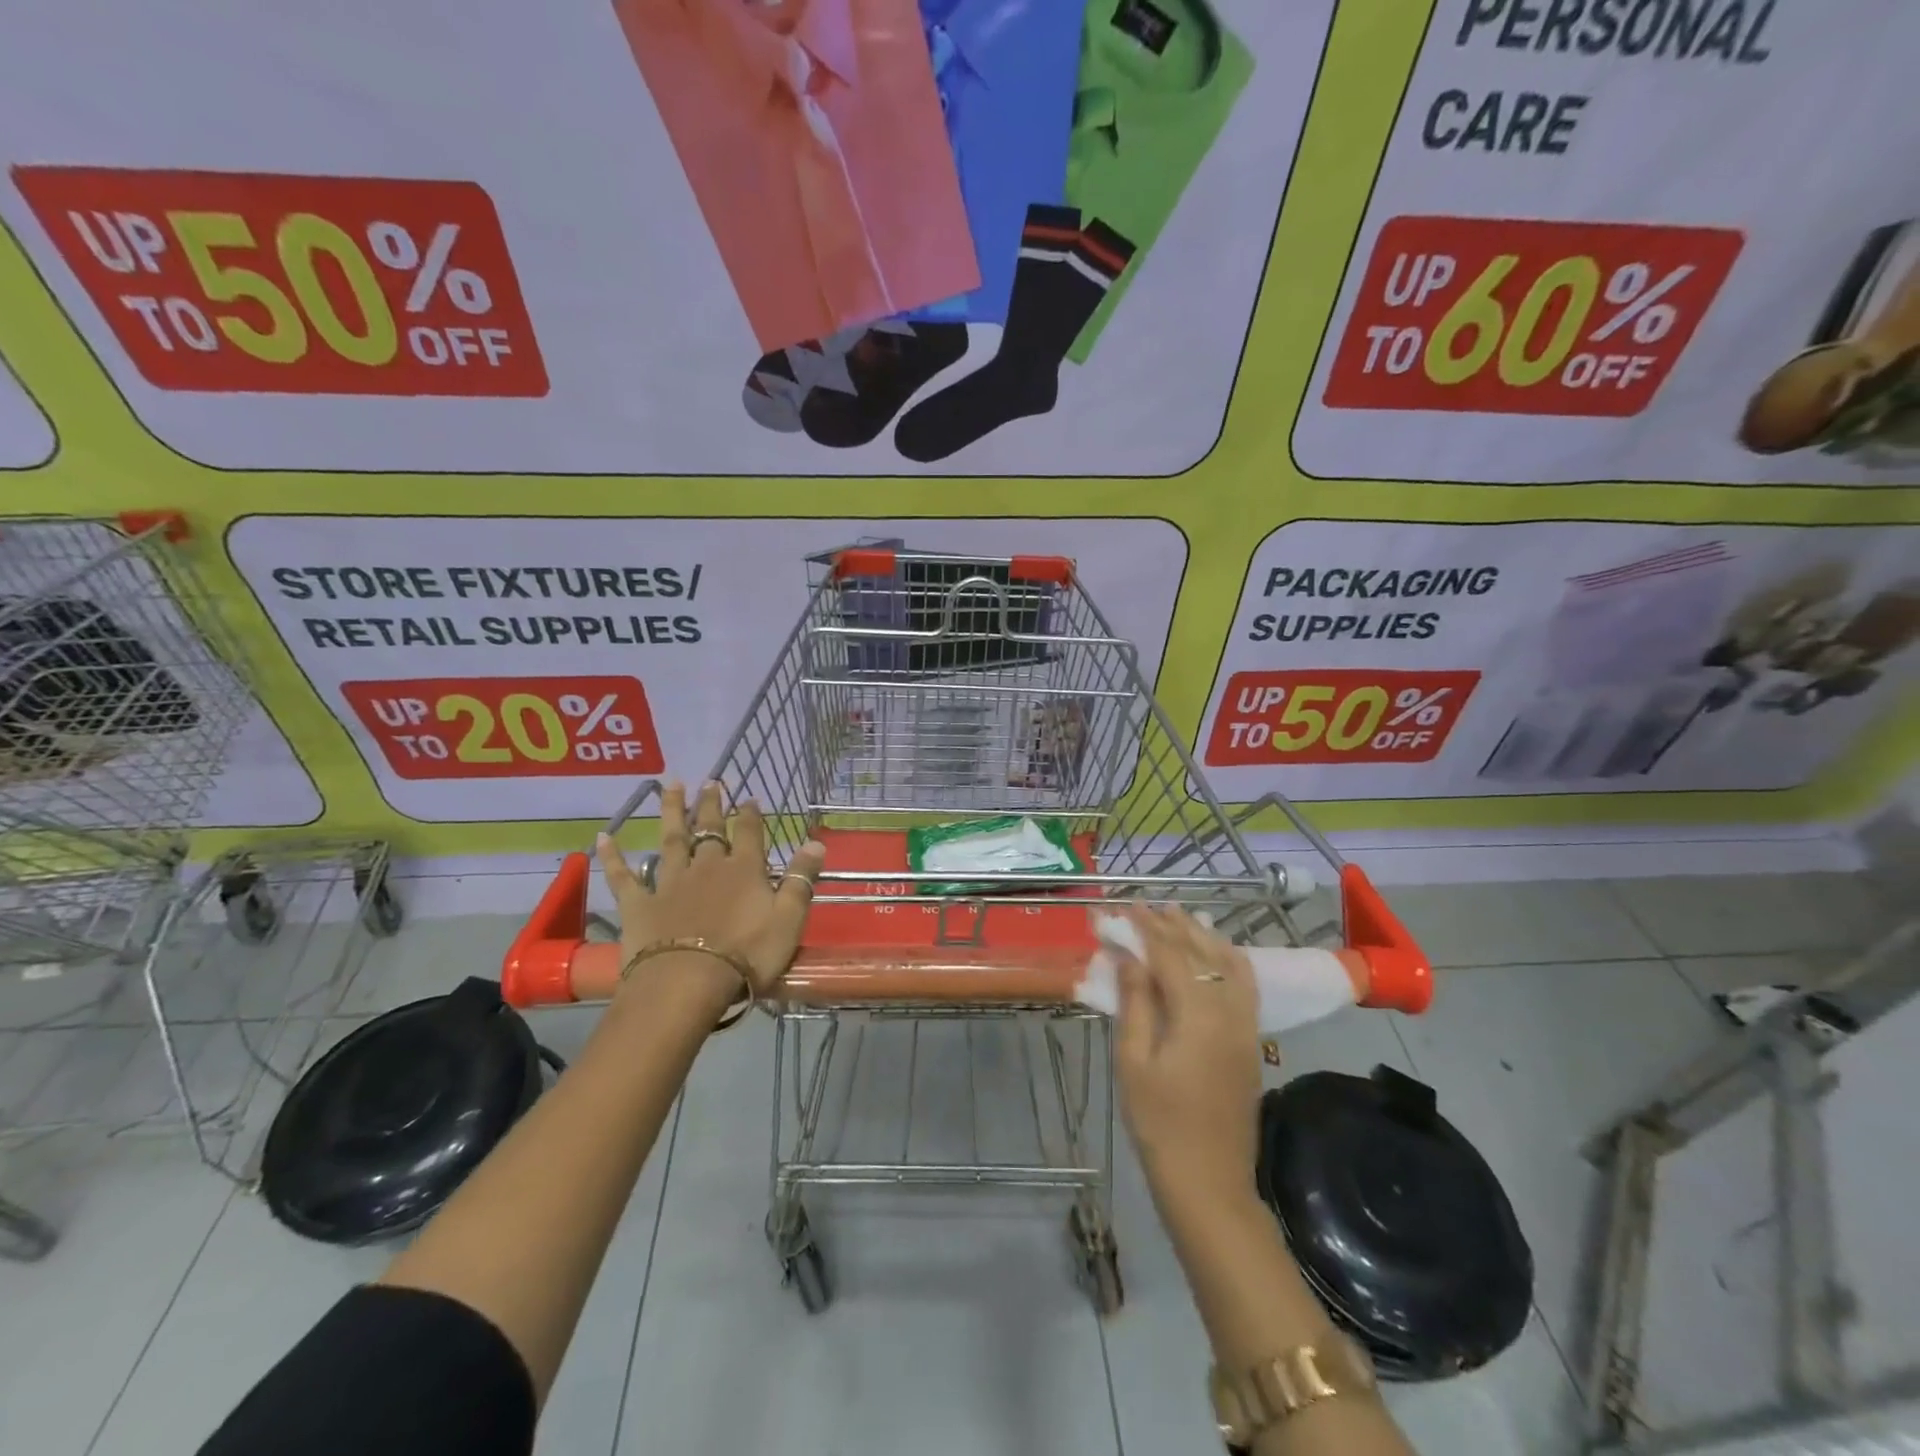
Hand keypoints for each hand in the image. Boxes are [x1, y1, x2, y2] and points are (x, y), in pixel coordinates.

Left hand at [596, 781, 826, 1005]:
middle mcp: (706, 867)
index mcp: (744, 870)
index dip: (750, 814)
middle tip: (711, 781)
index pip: (749, 833)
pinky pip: (623, 876)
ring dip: (671, 811)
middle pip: (709, 829)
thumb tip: (816, 842)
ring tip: (671, 785)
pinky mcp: (639, 904)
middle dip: (711, 804)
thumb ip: (801, 880)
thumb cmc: (746, 955)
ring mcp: (670, 882)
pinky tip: (603, 837)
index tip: (749, 798)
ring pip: (671, 839)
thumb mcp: (788, 920)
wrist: (686, 983)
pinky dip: (614, 857)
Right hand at [1112, 905, 1263, 1205]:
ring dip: (1202, 936)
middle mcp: (1229, 1010)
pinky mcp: (1252, 1040)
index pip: (1170, 955)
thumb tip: (1128, 957)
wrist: (1209, 1180)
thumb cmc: (1160, 1123)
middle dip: (1173, 926)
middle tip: (1146, 907)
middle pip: (1201, 953)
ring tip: (1179, 916)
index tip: (1125, 909)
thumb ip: (1134, 1002)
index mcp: (1197, 1014)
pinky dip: (1227, 959)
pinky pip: (1244, 984)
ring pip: (1229, 964)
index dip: (1146, 929)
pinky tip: (1214, 953)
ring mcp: (1246, 1026)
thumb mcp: (1133, 1061)